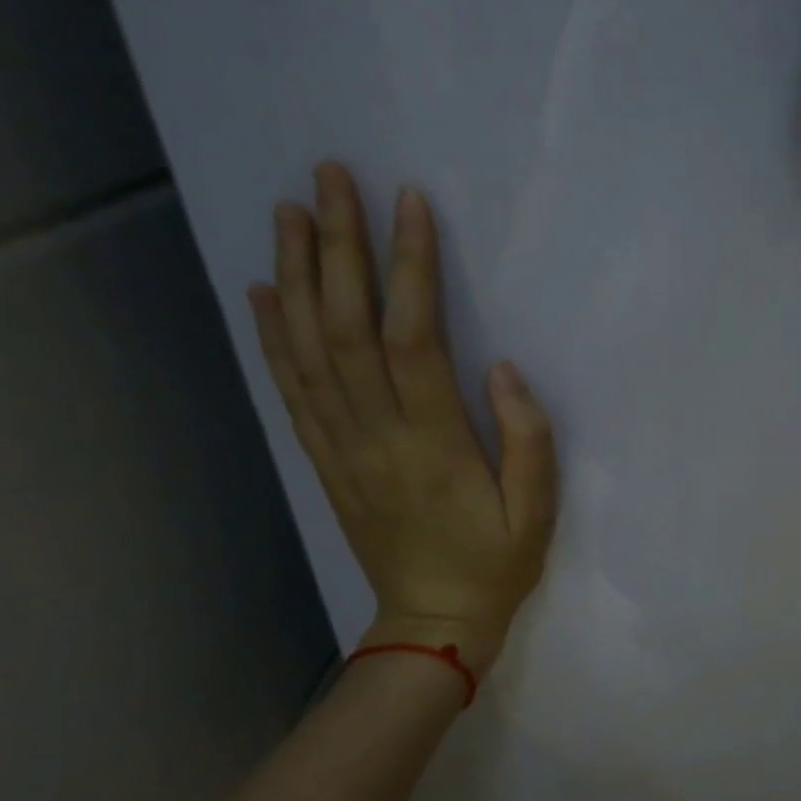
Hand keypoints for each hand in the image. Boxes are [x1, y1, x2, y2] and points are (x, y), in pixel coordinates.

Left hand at [248, 162, 556, 674]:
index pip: (413, 339)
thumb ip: (528, 440)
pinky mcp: (326, 460)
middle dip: (336, 247)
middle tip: (328, 177)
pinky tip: (262, 292)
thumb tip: (503, 368)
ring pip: (309, 350)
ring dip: (295, 277)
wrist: (432, 623)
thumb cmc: (495, 565)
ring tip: (289, 212)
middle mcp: (376, 436)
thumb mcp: (537, 513)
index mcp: (434, 444)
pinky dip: (272, 337)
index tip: (407, 204)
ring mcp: (341, 448)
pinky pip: (292, 391)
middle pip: (346, 328)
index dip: (408, 269)